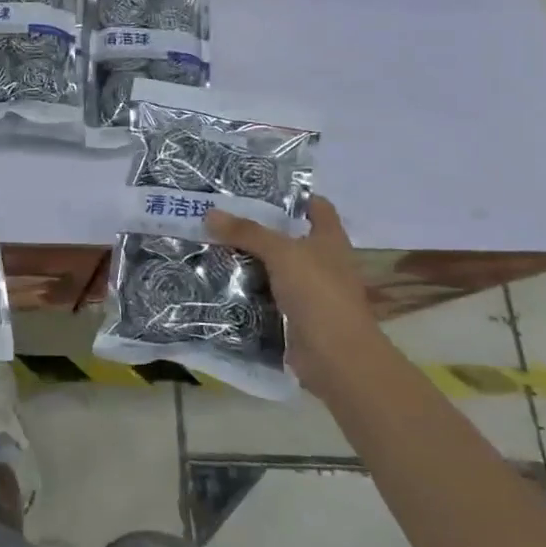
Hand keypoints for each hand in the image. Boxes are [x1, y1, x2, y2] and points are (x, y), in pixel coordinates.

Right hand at [207, 196, 380, 392]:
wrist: (336, 357)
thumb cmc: (318, 293)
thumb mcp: (281, 253)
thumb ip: (247, 232)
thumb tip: (210, 213)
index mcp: (330, 239)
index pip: (315, 206)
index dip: (292, 195)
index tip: (257, 189)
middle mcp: (322, 262)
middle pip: (288, 237)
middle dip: (258, 228)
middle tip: (220, 216)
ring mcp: (309, 291)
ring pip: (274, 268)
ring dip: (248, 260)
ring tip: (211, 244)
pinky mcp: (294, 316)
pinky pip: (265, 296)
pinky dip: (247, 290)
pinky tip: (219, 281)